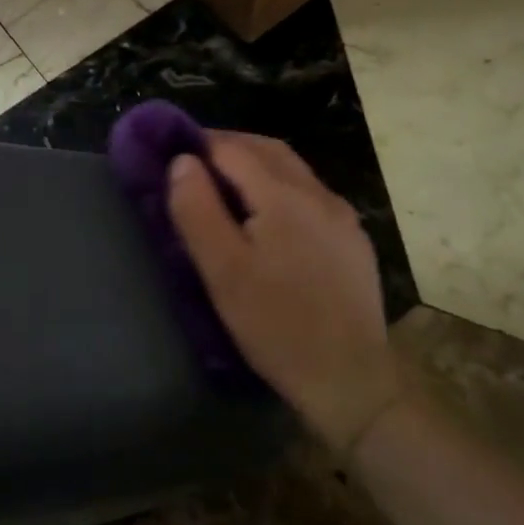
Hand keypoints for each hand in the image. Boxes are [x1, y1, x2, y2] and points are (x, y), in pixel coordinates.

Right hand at [167, 133, 407, 453]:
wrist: (349, 378)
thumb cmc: (275, 324)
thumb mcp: (222, 270)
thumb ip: (197, 210)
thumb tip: (181, 161)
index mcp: (283, 196)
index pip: (233, 149)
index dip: (199, 146)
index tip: (171, 155)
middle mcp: (319, 194)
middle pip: (268, 150)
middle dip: (228, 147)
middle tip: (193, 163)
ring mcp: (342, 217)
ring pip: (293, 171)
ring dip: (255, 165)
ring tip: (224, 187)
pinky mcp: (353, 241)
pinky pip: (310, 196)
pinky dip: (279, 188)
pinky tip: (267, 218)